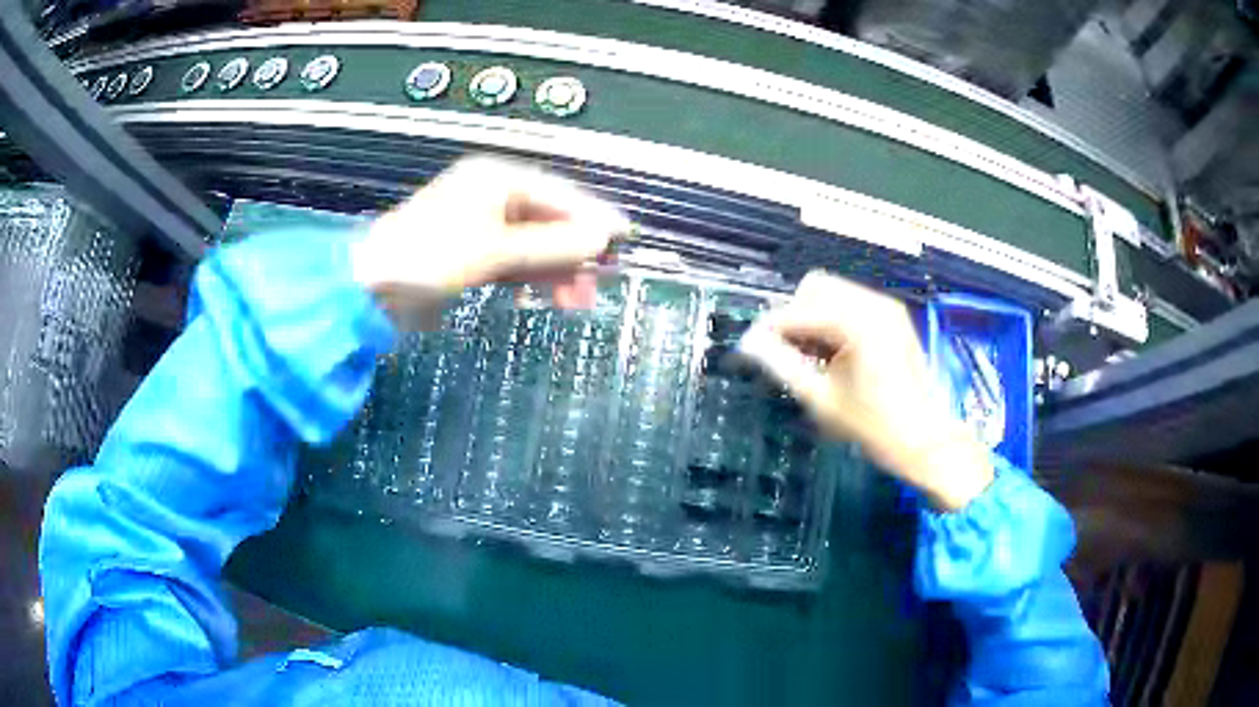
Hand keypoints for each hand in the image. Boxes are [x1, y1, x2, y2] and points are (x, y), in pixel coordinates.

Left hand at [352, 156, 630, 328]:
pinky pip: (513, 260)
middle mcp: (491, 195)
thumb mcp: (496, 250)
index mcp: (496, 179)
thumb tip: (601, 239)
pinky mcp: (471, 252)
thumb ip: (551, 245)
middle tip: (597, 284)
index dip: (592, 217)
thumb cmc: (431, 256)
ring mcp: (480, 225)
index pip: (558, 194)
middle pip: (547, 220)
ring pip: (532, 243)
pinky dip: (530, 276)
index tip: (622, 239)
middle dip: (573, 252)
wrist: (371, 286)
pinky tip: (543, 295)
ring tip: (576, 301)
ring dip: (555, 269)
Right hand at [738, 271, 993, 510]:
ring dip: (813, 317)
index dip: (771, 328)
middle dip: (794, 316)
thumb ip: (782, 364)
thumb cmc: (873, 425)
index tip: (752, 346)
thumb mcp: (821, 398)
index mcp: (857, 322)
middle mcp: (873, 303)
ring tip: (809, 355)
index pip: (799, 311)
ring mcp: (886, 307)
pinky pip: (851, 303)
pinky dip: (833, 320)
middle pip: (815, 288)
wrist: (923, 439)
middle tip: (786, 352)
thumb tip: (750, 343)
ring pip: (832, 293)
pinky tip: (831, 352)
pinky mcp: (892, 316)